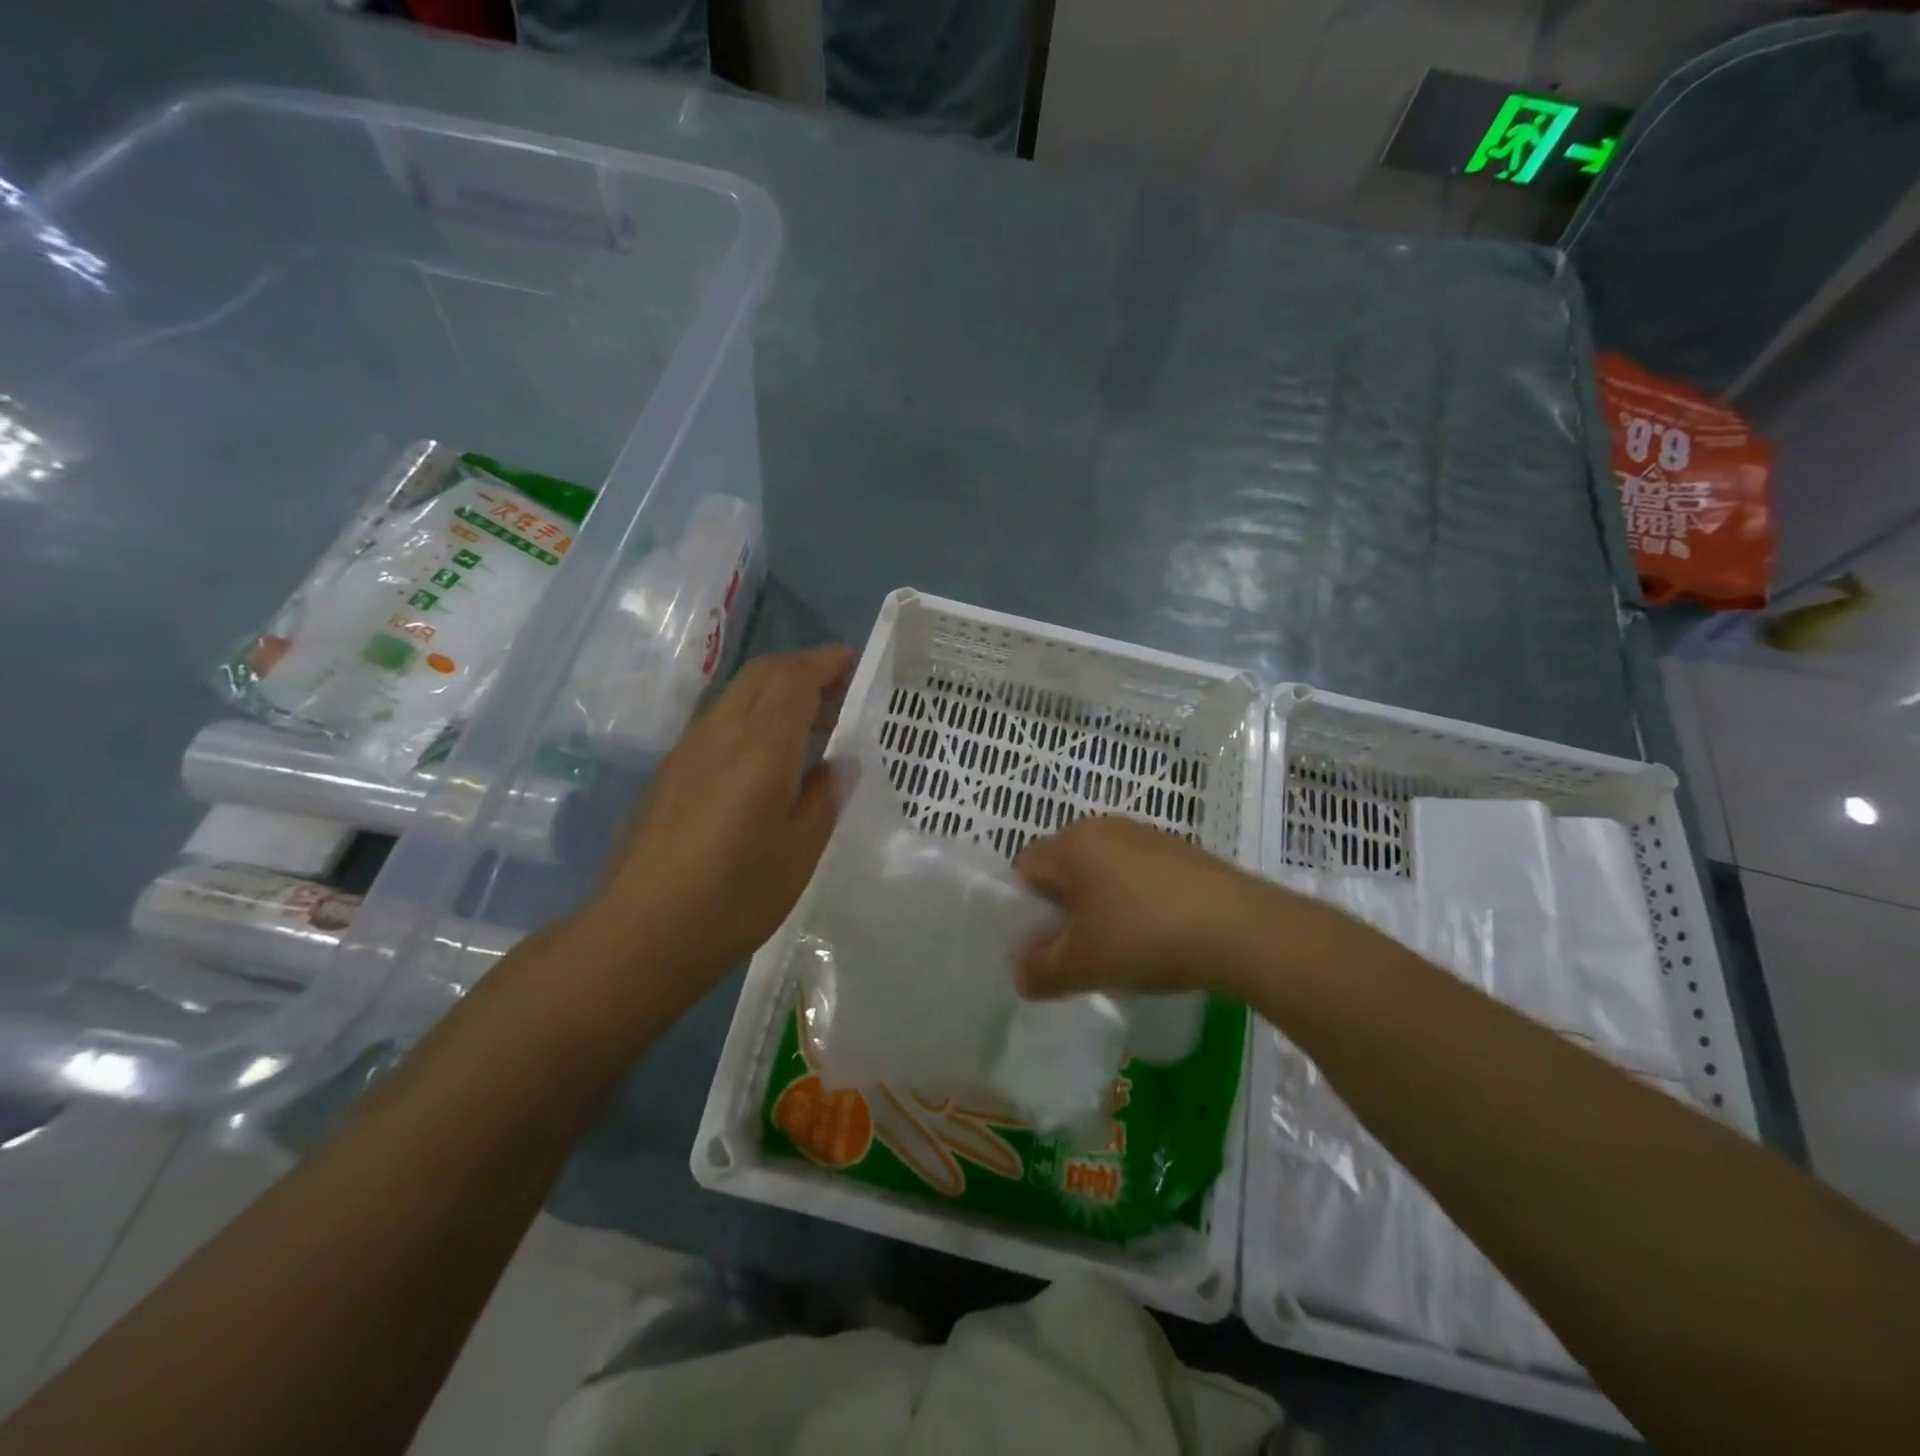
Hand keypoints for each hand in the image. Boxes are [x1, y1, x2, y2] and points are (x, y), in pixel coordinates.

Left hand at [578, 645, 851, 1004]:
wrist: (641, 934)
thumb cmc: (735, 895)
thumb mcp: (800, 851)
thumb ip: (824, 797)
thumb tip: (840, 764)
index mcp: (761, 744)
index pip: (794, 678)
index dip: (824, 663)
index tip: (851, 663)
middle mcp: (721, 733)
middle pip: (762, 674)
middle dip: (801, 670)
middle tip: (837, 695)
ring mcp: (688, 750)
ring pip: (736, 696)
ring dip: (775, 694)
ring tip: (809, 730)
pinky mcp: (670, 774)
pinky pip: (718, 723)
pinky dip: (751, 718)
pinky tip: (764, 762)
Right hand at [1014, 816, 1311, 998]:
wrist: (1242, 929)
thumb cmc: (1146, 938)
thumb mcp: (1082, 966)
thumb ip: (1039, 972)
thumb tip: (1021, 974)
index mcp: (1072, 843)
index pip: (1024, 868)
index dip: (1022, 910)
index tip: (1041, 946)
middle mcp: (1104, 827)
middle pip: (1063, 868)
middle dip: (1061, 910)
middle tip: (1076, 951)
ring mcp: (1146, 834)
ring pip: (1101, 871)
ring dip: (1098, 907)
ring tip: (1117, 948)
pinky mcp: (1179, 850)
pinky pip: (1136, 873)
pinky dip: (1132, 901)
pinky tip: (1153, 935)